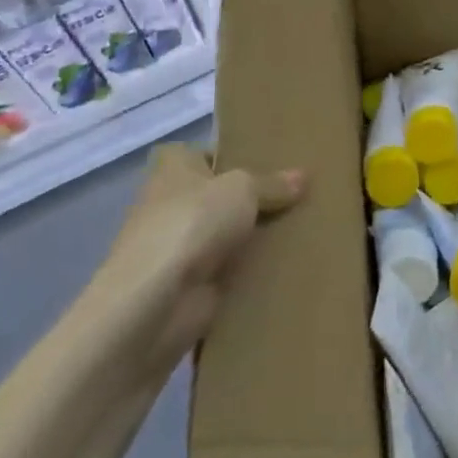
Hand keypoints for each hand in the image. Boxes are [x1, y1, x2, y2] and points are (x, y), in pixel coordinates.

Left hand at [89, 149, 305, 363]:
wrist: (154, 304)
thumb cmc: (191, 224)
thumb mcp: (242, 189)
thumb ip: (272, 183)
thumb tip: (303, 177)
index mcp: (173, 168)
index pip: (202, 154)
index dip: (231, 157)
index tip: (269, 163)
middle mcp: (169, 204)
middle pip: (218, 196)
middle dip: (252, 199)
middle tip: (298, 196)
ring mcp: (177, 247)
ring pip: (225, 235)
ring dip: (253, 238)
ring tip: (302, 230)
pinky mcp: (188, 286)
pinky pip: (228, 271)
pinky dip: (250, 272)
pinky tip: (287, 267)